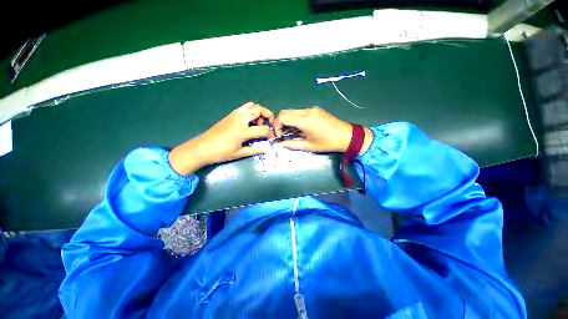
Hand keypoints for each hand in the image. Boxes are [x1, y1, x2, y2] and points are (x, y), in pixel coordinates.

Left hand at [169, 102, 274, 175]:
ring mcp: (234, 115)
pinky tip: (248, 122)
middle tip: (269, 123)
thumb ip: (255, 150)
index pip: (263, 129)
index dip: (270, 133)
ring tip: (257, 122)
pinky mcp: (229, 115)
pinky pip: (243, 108)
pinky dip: (250, 111)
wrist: (202, 148)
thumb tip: (266, 149)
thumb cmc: (221, 153)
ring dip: (258, 111)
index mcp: (243, 131)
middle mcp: (240, 120)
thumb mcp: (239, 154)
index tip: (272, 137)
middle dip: (268, 114)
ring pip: (250, 105)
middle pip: (258, 109)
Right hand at [273, 106, 372, 153]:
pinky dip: (296, 119)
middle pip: (286, 112)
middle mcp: (307, 111)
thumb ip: (292, 145)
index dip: (277, 126)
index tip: (279, 135)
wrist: (346, 136)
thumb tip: (280, 144)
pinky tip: (302, 128)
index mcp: (305, 121)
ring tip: (293, 132)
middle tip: (283, 133)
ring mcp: (312, 109)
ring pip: (293, 111)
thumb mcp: (309, 146)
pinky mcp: (316, 109)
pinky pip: (301, 112)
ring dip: (289, 121)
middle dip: (280, 122)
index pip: (283, 117)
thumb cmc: (327, 143)